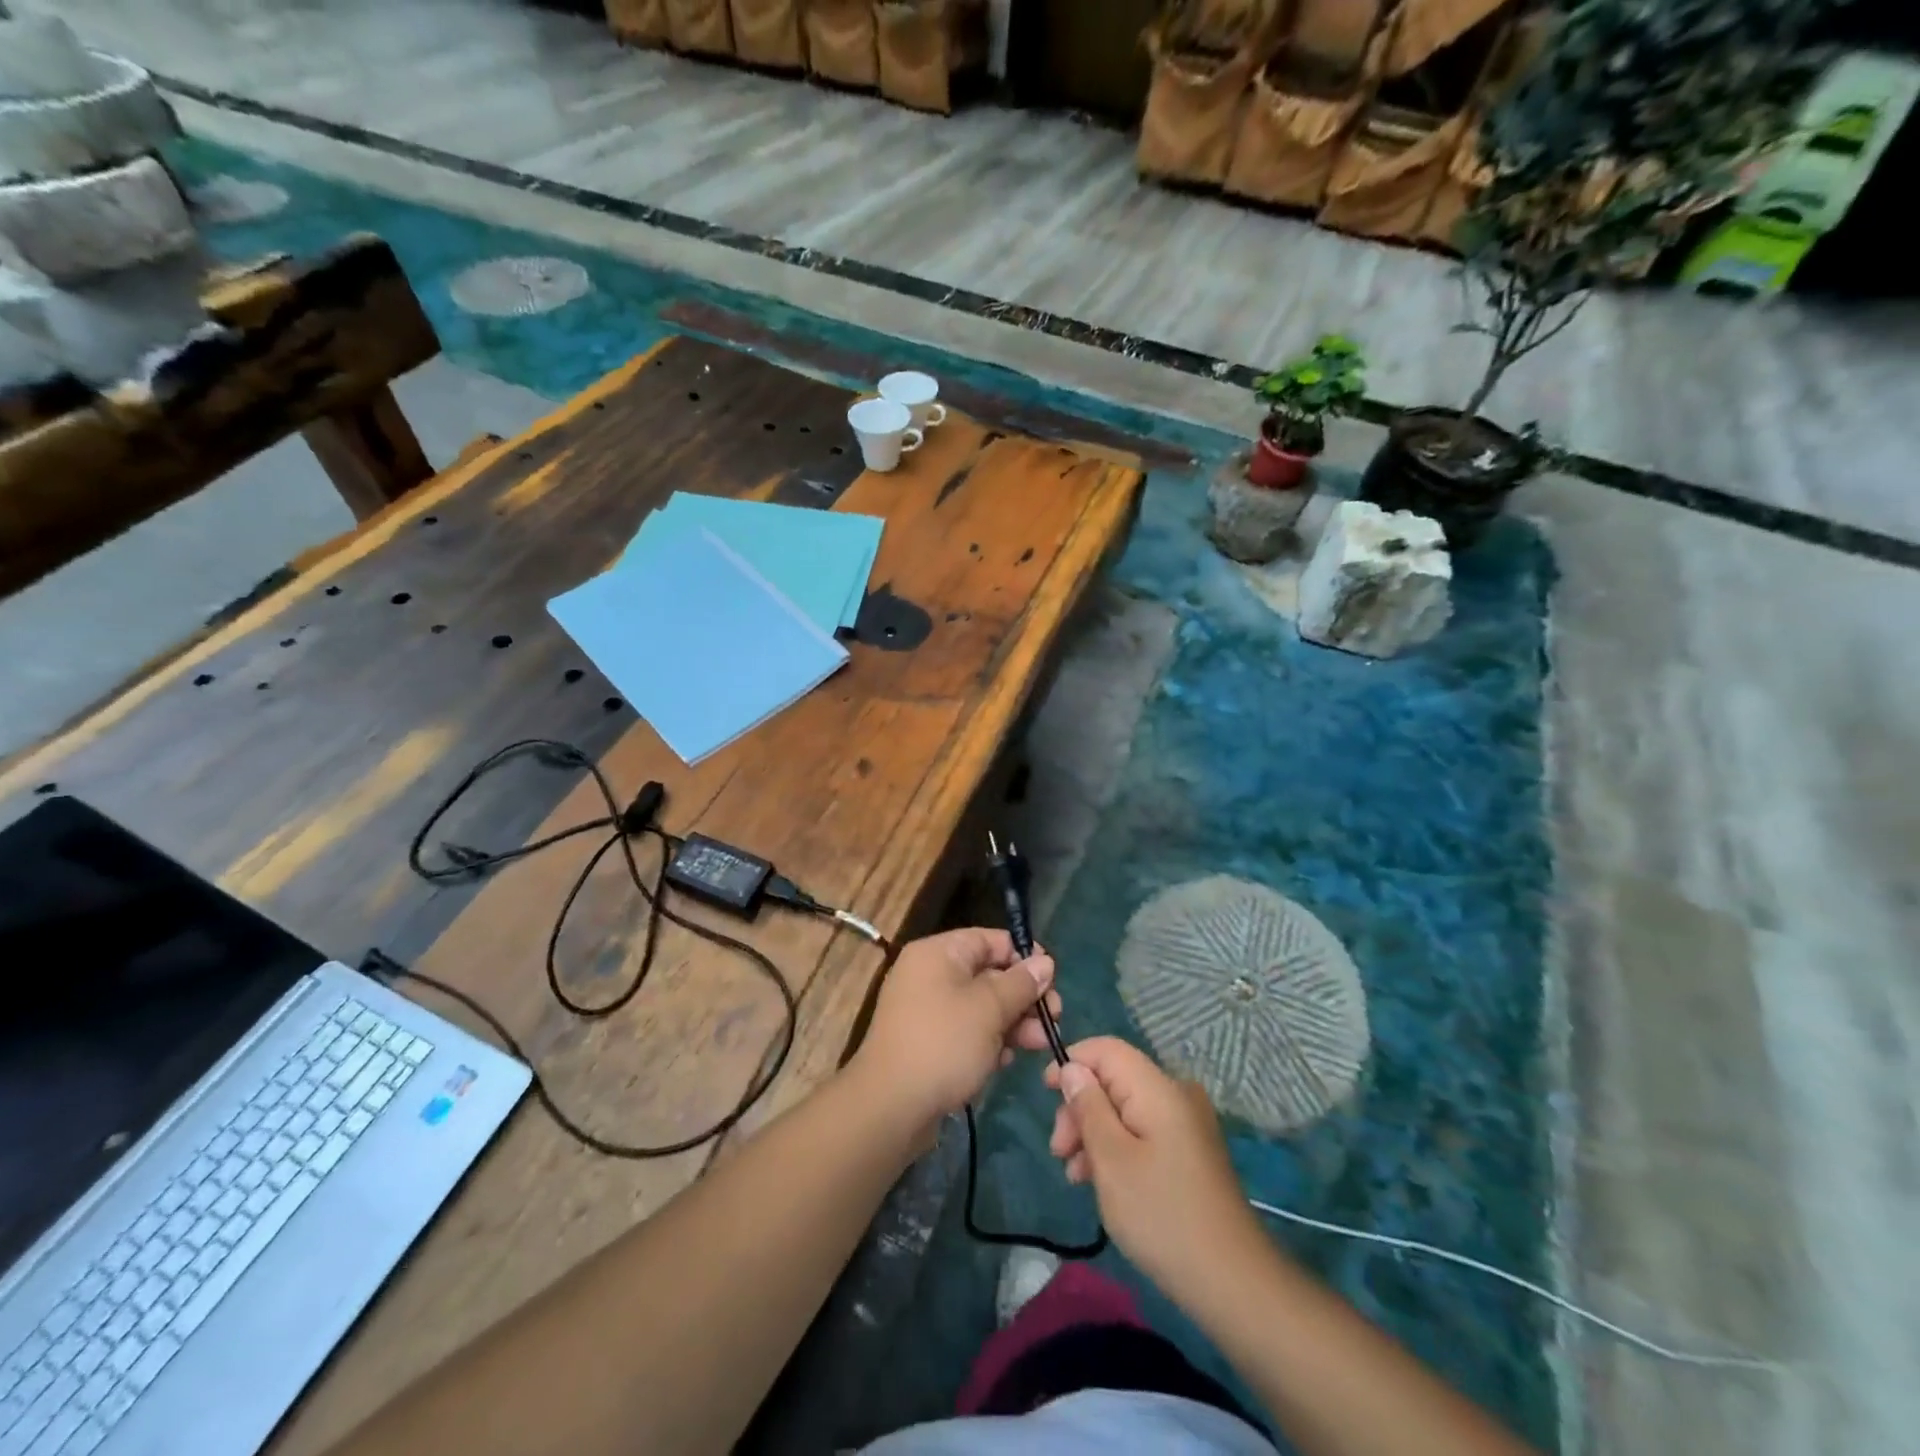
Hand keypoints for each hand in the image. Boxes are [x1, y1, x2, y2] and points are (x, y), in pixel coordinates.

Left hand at [851, 928, 1059, 1143]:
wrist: (890, 1107)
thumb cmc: (943, 1044)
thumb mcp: (989, 1009)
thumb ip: (1020, 983)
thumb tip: (1044, 962)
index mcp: (938, 953)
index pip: (989, 940)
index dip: (1023, 956)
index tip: (1053, 978)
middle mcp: (929, 974)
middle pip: (988, 974)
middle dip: (1023, 996)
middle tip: (1053, 1017)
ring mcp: (926, 1010)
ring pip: (980, 1006)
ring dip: (1013, 1022)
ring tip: (1041, 1044)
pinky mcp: (927, 1043)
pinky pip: (966, 1031)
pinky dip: (989, 1042)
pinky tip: (1007, 1061)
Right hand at [1045, 1037, 1264, 1302]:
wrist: (1232, 1282)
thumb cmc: (1161, 1215)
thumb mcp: (1111, 1159)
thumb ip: (1088, 1107)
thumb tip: (1072, 1068)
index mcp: (1158, 1088)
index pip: (1107, 1049)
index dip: (1072, 1062)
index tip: (1045, 1094)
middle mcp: (1175, 1095)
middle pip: (1114, 1079)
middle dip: (1080, 1107)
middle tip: (1058, 1151)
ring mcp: (1186, 1124)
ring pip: (1125, 1108)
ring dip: (1093, 1132)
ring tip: (1075, 1175)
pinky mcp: (1189, 1152)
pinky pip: (1142, 1131)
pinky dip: (1116, 1147)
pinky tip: (1099, 1181)